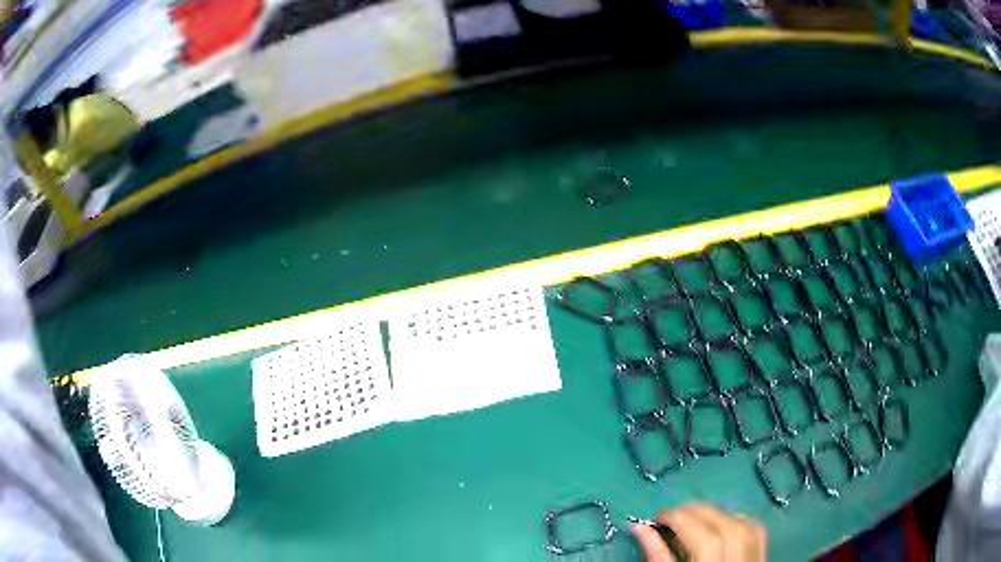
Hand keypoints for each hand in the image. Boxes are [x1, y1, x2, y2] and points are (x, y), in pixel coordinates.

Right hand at [629, 503, 766, 561]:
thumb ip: (656, 558)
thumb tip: (641, 529)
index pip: (706, 541)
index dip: (682, 520)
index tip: (658, 517)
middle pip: (727, 528)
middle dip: (697, 512)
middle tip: (672, 514)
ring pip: (745, 526)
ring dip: (717, 514)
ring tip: (693, 518)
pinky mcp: (760, 559)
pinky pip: (755, 532)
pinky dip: (737, 521)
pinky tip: (720, 525)